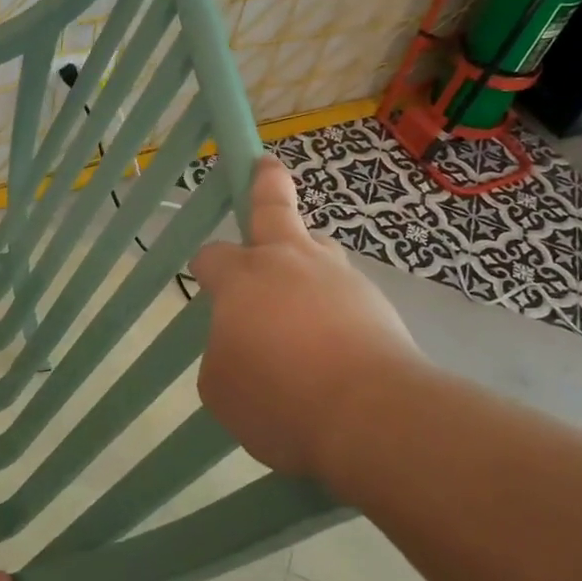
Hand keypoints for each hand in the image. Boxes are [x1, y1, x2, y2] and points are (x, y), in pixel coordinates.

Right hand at [190, 157, 426, 484]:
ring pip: (319, 250)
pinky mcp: (377, 304)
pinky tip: (333, 346)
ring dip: (306, 256)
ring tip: (302, 291)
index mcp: (243, 278)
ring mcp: (339, 278)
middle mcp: (291, 263)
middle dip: (265, 182)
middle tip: (264, 165)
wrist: (370, 415)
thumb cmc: (278, 398)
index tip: (204, 274)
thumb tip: (243, 344)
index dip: (205, 264)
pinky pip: (345, 295)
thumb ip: (224, 353)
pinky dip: (334, 309)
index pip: (212, 256)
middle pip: (275, 207)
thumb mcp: (221, 387)